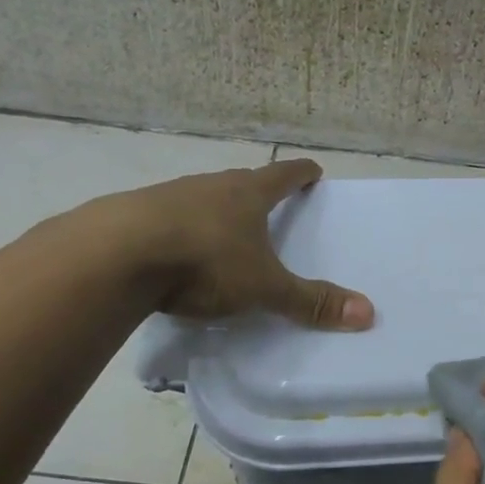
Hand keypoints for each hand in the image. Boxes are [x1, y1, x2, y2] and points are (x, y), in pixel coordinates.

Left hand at [120, 158, 373, 328]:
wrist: (116, 254)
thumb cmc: (204, 261)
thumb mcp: (264, 288)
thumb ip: (311, 302)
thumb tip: (368, 313)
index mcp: (246, 194)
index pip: (283, 175)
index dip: (301, 174)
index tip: (313, 170)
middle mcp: (209, 186)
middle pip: (240, 182)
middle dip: (257, 191)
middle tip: (268, 204)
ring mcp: (168, 196)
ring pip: (201, 198)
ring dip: (215, 210)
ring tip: (223, 230)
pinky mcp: (133, 215)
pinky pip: (166, 218)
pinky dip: (179, 229)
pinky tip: (175, 250)